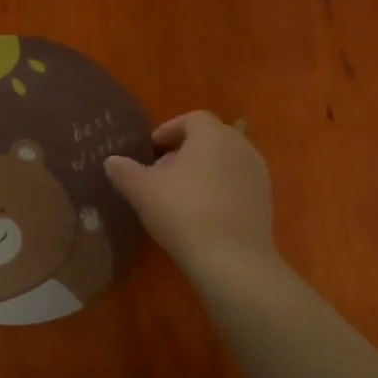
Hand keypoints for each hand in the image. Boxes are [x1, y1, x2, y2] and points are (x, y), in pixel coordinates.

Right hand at [105, 111, 279, 284]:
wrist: (232, 259)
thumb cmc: (183, 213)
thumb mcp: (142, 190)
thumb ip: (123, 171)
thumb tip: (111, 161)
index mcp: (213, 135)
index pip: (192, 119)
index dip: (168, 130)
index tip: (150, 150)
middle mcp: (241, 147)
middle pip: (210, 139)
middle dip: (184, 152)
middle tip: (160, 173)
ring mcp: (258, 174)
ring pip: (224, 162)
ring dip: (202, 171)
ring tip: (178, 195)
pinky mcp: (265, 201)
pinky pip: (236, 184)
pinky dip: (218, 190)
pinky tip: (201, 214)